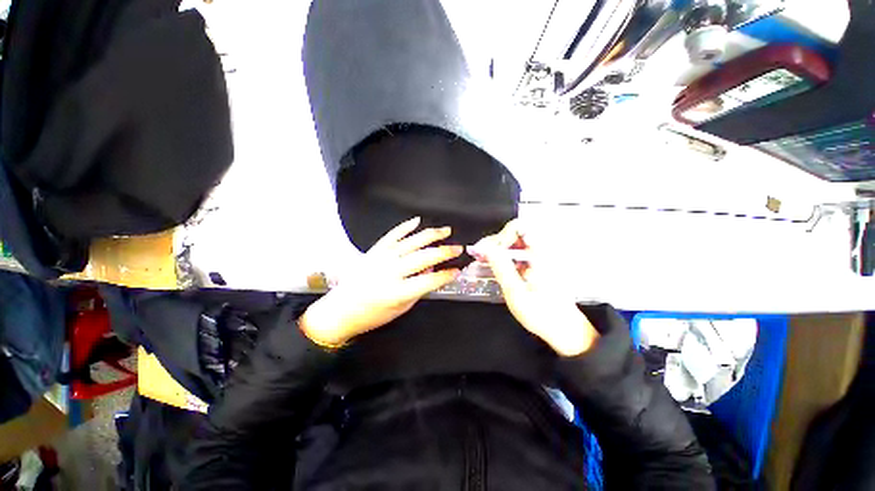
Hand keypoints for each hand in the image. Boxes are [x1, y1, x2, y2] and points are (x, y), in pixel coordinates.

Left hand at [300, 217, 462, 347]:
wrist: (341, 309)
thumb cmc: (372, 315)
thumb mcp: (400, 309)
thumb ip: (418, 290)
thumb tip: (431, 271)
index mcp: (398, 292)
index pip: (429, 281)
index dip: (446, 275)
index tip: (457, 270)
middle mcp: (391, 272)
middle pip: (423, 258)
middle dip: (444, 252)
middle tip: (458, 247)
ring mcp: (382, 258)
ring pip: (411, 242)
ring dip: (430, 235)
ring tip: (445, 230)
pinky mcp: (375, 250)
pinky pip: (393, 235)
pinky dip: (405, 227)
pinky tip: (417, 221)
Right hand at [475, 220, 598, 356]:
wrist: (564, 329)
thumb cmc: (542, 315)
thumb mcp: (516, 293)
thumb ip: (501, 268)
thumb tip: (486, 248)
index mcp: (540, 254)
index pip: (518, 227)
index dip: (501, 235)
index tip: (490, 251)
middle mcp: (541, 251)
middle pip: (514, 233)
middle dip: (495, 242)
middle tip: (481, 255)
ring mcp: (539, 257)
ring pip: (514, 242)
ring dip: (497, 249)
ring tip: (483, 260)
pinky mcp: (536, 264)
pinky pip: (517, 252)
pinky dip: (503, 256)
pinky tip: (493, 265)